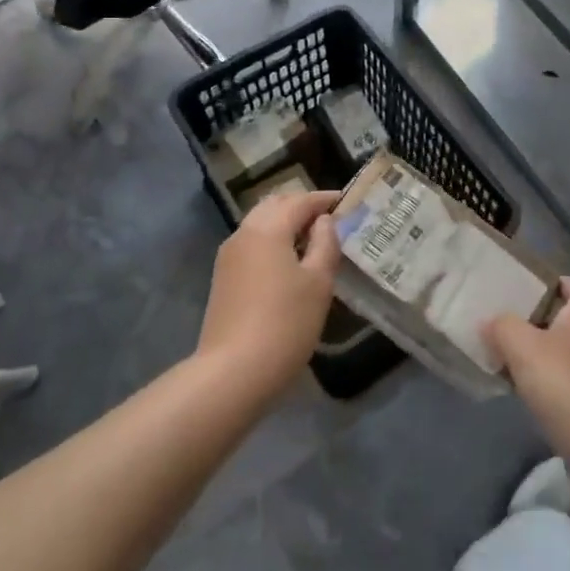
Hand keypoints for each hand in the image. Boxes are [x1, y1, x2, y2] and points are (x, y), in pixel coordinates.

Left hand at [195, 190, 340, 399]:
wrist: (233, 371)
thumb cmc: (285, 323)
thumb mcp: (318, 282)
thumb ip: (325, 244)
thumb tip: (323, 221)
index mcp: (268, 228)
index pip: (300, 200)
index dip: (324, 199)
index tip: (346, 201)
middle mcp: (244, 233)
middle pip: (275, 205)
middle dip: (302, 206)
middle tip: (329, 219)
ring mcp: (229, 256)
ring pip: (260, 224)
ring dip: (285, 224)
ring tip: (312, 240)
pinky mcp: (223, 278)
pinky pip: (252, 244)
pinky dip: (272, 241)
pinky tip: (289, 262)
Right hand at [485, 279, 569, 450]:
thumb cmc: (564, 384)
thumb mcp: (523, 345)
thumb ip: (502, 327)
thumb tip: (488, 321)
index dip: (563, 283)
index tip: (537, 283)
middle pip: (566, 324)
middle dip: (538, 320)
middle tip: (505, 318)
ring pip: (559, 357)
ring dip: (535, 355)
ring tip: (501, 353)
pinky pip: (557, 388)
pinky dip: (537, 386)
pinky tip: (515, 391)